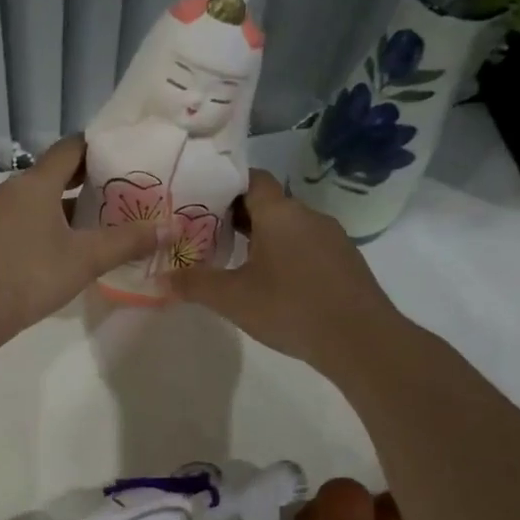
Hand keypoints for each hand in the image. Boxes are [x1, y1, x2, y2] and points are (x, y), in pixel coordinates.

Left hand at [0, 137, 167, 341]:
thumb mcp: (85, 260)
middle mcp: (8, 189)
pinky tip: (51, 248)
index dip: (97, 148)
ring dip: (58, 206)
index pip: (70, 149)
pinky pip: (14, 219)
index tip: (122, 156)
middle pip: (50, 174)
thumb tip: (169, 227)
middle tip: (114, 193)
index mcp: (35, 184)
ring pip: (31, 199)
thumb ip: (127, 242)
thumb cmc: (30, 277)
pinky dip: (36, 224)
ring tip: (88, 224)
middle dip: (82, 181)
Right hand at [171, 171, 401, 373]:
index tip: (200, 200)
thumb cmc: (290, 308)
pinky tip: (274, 283)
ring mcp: (332, 237)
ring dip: (263, 238)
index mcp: (280, 213)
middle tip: (206, 234)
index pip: (251, 179)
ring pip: (289, 227)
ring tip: (235, 260)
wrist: (361, 340)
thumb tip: (159, 279)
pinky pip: (308, 246)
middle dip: (237, 216)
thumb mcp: (232, 299)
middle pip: (268, 203)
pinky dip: (287, 255)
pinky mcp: (345, 261)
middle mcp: (308, 215)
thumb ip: (194, 285)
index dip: (224, 185)